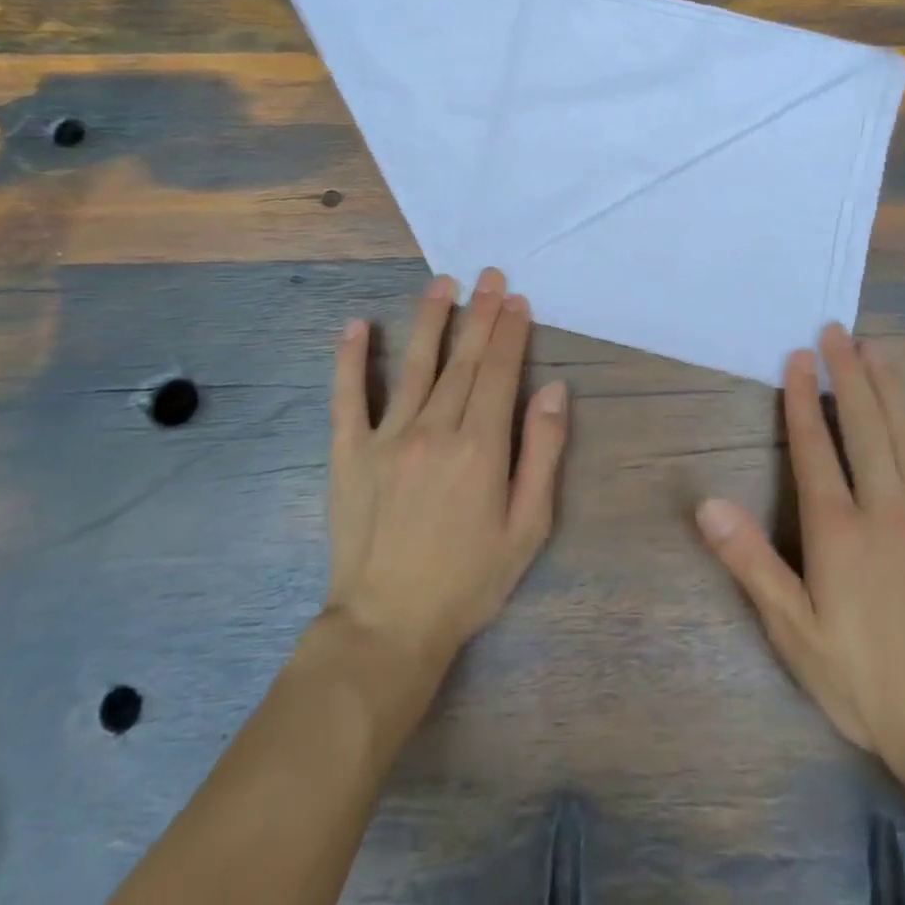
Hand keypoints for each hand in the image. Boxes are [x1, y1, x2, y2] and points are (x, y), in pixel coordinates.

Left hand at [325, 268, 567, 674]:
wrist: (388, 627)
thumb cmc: (469, 580)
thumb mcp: (528, 527)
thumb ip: (544, 453)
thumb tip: (556, 390)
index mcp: (481, 447)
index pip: (500, 372)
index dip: (510, 333)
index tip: (517, 301)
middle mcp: (435, 430)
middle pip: (463, 360)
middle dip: (480, 314)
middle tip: (490, 277)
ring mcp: (387, 438)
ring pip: (414, 366)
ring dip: (430, 321)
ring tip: (442, 284)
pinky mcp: (349, 453)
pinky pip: (348, 398)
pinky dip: (350, 359)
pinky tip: (355, 325)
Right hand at [697, 323, 904, 791]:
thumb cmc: (863, 678)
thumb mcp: (793, 630)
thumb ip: (751, 562)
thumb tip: (706, 504)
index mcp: (838, 527)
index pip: (813, 446)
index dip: (802, 398)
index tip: (798, 357)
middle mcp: (884, 507)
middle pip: (862, 426)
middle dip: (847, 375)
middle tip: (837, 332)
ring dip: (890, 389)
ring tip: (877, 350)